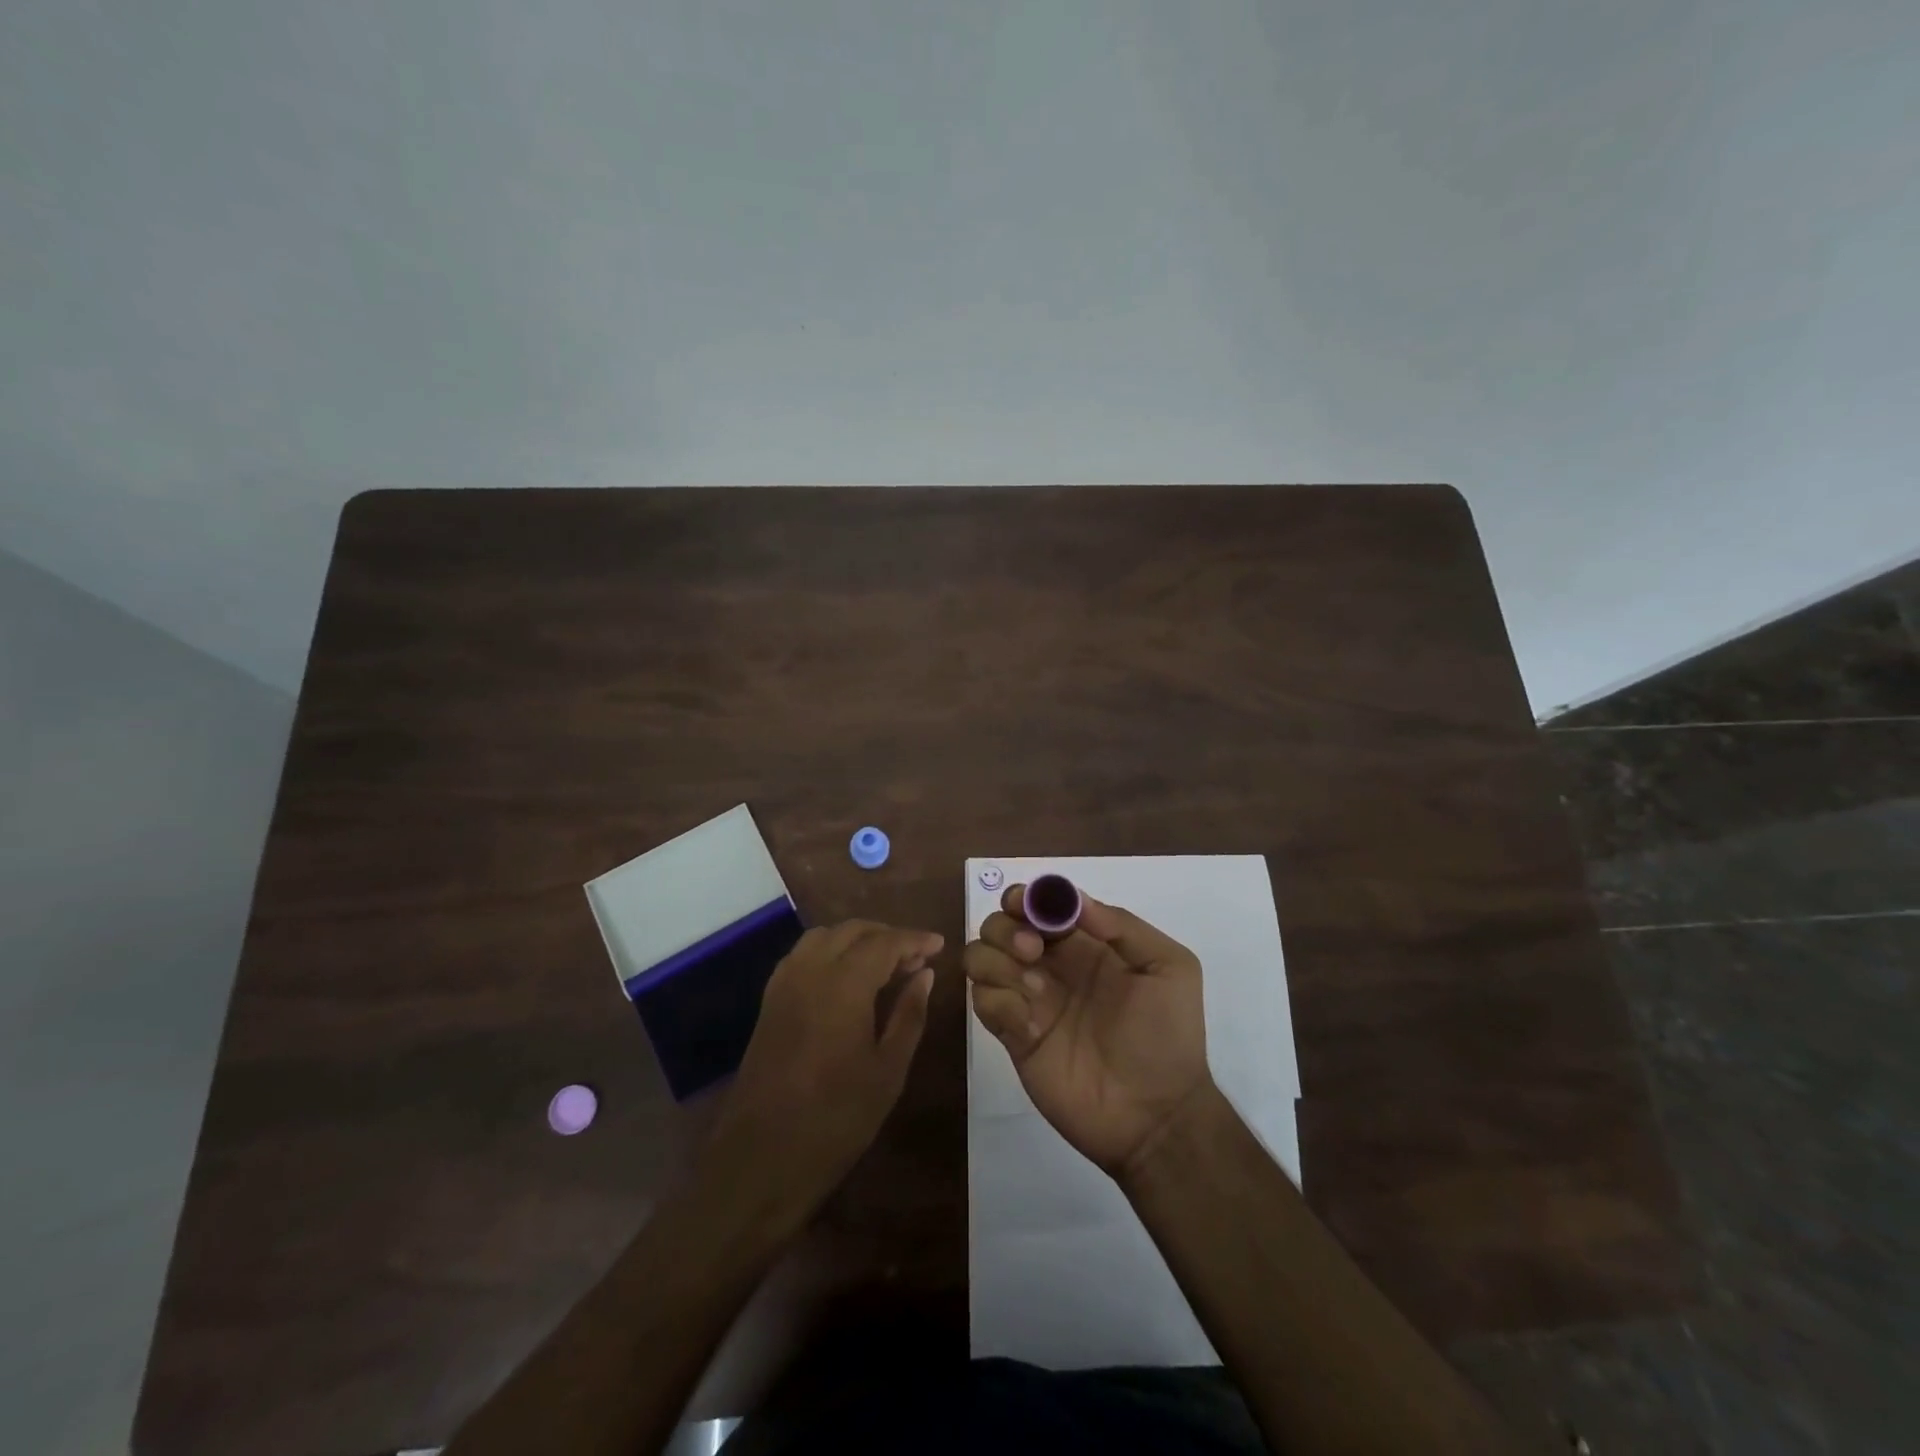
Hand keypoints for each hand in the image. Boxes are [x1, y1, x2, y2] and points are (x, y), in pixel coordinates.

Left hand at [704, 920, 940, 1220]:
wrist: (761, 1159)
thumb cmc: (836, 1119)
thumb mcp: (888, 1070)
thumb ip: (909, 1014)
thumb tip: (924, 974)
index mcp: (843, 984)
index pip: (885, 942)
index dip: (914, 939)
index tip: (939, 945)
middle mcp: (810, 971)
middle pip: (853, 930)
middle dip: (887, 935)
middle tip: (916, 957)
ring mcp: (784, 983)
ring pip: (824, 936)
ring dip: (857, 939)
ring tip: (884, 963)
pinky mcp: (770, 1001)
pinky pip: (803, 955)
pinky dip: (830, 951)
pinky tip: (846, 977)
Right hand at [964, 885, 1213, 1178]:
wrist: (1156, 1115)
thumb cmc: (1167, 1035)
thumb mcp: (1169, 968)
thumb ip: (1124, 926)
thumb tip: (1075, 899)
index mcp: (1085, 943)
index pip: (1039, 904)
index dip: (1026, 896)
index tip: (1026, 904)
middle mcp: (1050, 964)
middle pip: (1000, 924)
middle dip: (1007, 928)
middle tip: (1034, 952)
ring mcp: (1028, 999)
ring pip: (980, 956)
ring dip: (997, 962)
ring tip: (1036, 992)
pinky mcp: (1013, 1035)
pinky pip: (983, 1002)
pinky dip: (999, 1004)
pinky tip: (1031, 1027)